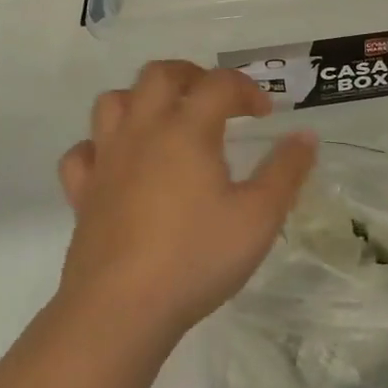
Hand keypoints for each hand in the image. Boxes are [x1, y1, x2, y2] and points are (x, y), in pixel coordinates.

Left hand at [56, 61, 316, 343]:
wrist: (119, 312)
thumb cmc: (196, 258)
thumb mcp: (259, 216)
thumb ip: (286, 171)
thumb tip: (305, 135)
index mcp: (187, 129)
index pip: (219, 83)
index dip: (247, 89)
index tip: (265, 114)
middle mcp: (143, 131)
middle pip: (160, 74)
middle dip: (193, 76)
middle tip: (216, 100)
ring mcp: (107, 160)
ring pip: (114, 101)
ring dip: (142, 100)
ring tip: (168, 121)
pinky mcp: (82, 194)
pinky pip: (83, 152)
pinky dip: (102, 147)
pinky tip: (121, 165)